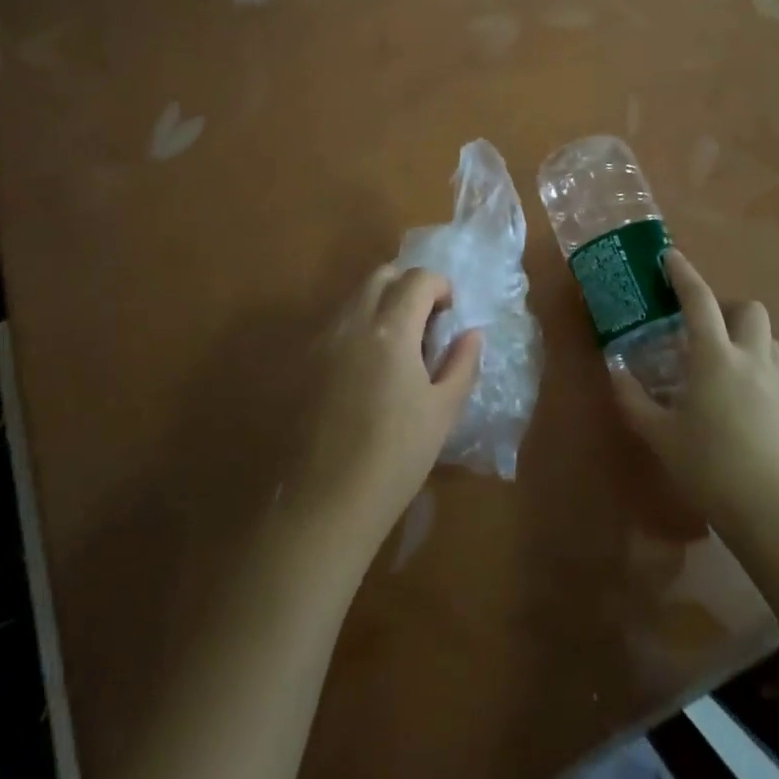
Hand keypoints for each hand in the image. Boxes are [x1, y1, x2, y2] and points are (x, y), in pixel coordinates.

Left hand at [290, 266, 481, 556]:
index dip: (440, 286)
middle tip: (427, 317)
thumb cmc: (397, 456)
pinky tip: (372, 364)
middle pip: (381, 276)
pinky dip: (361, 323)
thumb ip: (462, 364)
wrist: (327, 502)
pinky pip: (339, 322)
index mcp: (391, 330)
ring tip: (402, 341)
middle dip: (409, 284)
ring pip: (356, 297)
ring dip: (383, 301)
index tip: (451, 311)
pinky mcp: (307, 363)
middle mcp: (354, 323)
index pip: (418, 279)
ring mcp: (325, 341)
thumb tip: (471, 333)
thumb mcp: (444, 411)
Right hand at [608, 252, 778, 543]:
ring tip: (724, 360)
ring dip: (747, 336)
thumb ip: (634, 401)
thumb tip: (615, 373)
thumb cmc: (711, 468)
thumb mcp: (662, 437)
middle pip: (749, 310)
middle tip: (702, 327)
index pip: (699, 301)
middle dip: (726, 306)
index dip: (684, 274)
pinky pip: (777, 370)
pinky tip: (742, 399)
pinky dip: (758, 368)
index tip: (670, 256)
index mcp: (715, 357)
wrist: (777, 513)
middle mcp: (752, 359)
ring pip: (768, 339)